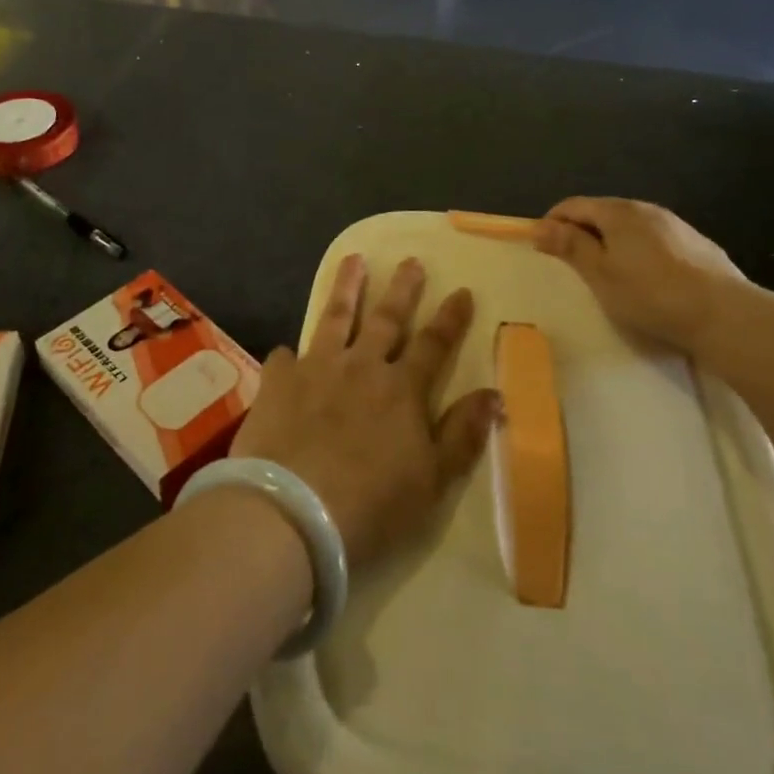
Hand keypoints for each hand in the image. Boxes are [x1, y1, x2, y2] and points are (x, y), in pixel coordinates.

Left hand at [230, 256, 498, 565]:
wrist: (292, 512)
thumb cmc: (372, 505)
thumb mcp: (432, 480)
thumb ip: (462, 434)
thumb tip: (494, 394)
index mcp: (402, 389)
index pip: (433, 344)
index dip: (450, 318)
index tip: (462, 290)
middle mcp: (361, 367)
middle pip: (386, 319)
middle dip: (402, 289)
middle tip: (411, 261)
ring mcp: (316, 369)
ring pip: (335, 318)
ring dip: (347, 288)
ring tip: (353, 260)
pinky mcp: (278, 383)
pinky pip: (285, 358)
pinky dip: (290, 354)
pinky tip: (287, 352)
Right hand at [534, 198, 745, 358]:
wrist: (724, 315)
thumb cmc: (650, 294)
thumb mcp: (600, 274)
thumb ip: (571, 246)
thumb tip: (540, 226)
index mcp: (619, 212)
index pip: (574, 205)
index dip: (553, 222)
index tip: (542, 247)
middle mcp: (647, 209)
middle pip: (603, 213)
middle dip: (582, 232)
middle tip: (572, 264)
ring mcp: (677, 226)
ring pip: (632, 227)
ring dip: (612, 243)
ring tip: (608, 274)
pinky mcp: (698, 246)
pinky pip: (656, 242)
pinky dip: (639, 252)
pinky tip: (647, 280)